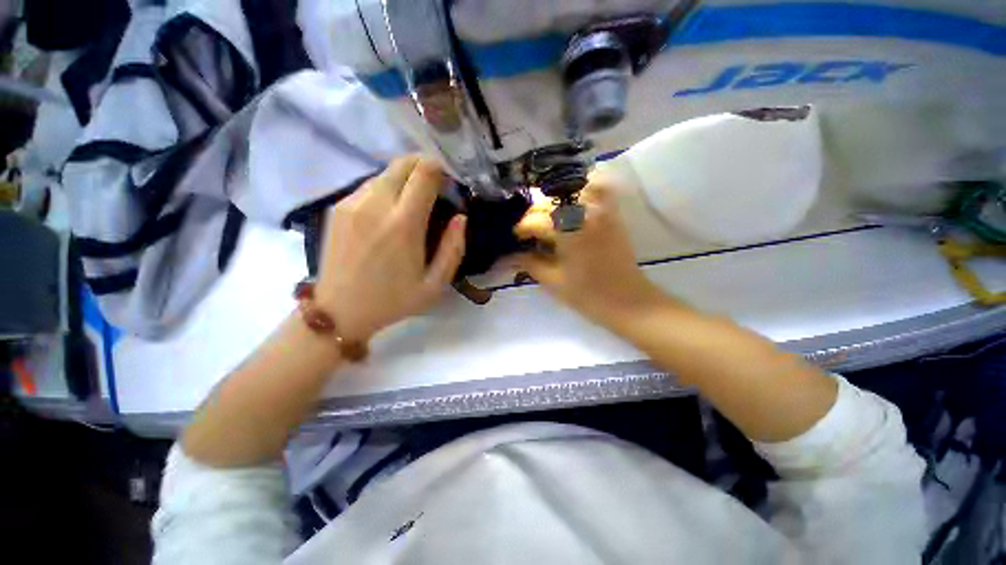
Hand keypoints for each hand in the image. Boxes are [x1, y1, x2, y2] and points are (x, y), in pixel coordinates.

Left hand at [315, 156, 465, 340]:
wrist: (339, 312)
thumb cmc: (394, 300)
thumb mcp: (435, 284)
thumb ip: (454, 248)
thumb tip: (460, 217)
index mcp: (403, 224)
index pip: (424, 172)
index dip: (441, 170)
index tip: (449, 183)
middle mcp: (375, 204)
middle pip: (402, 163)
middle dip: (423, 166)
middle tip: (435, 188)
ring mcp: (352, 203)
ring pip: (384, 172)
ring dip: (404, 179)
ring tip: (412, 203)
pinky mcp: (337, 207)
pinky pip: (368, 185)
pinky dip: (385, 189)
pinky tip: (389, 213)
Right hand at [515, 181, 664, 328]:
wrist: (628, 301)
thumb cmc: (588, 295)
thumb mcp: (553, 282)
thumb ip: (530, 263)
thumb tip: (511, 255)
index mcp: (567, 232)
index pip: (535, 221)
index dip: (521, 228)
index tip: (515, 238)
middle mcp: (584, 213)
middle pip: (549, 202)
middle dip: (533, 214)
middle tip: (528, 231)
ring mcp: (601, 210)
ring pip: (570, 190)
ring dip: (554, 200)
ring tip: (546, 217)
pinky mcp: (612, 214)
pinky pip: (598, 189)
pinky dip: (584, 188)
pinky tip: (572, 203)